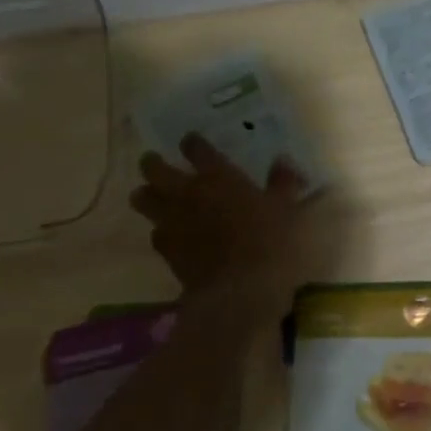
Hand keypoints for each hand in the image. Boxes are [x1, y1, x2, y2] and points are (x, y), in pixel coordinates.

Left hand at [128, 134, 339, 304]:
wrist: (240, 289)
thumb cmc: (270, 241)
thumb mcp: (288, 208)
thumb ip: (283, 182)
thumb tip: (283, 161)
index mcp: (218, 176)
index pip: (196, 148)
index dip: (192, 143)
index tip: (191, 141)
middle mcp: (188, 193)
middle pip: (155, 169)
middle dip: (152, 162)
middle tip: (154, 162)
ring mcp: (172, 221)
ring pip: (143, 199)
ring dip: (146, 193)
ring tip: (151, 194)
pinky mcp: (166, 249)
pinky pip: (154, 232)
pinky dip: (159, 229)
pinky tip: (167, 233)